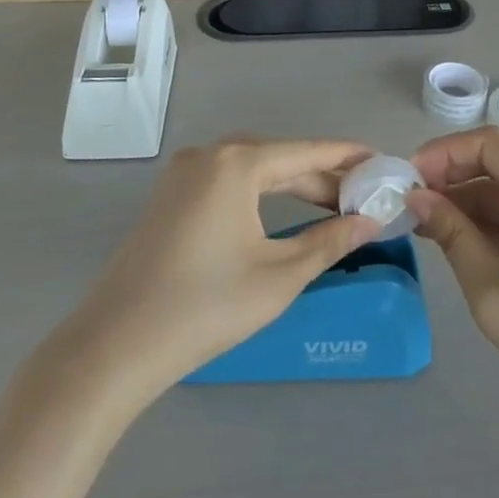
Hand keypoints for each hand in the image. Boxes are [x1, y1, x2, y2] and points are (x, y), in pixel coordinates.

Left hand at [61, 138, 378, 399]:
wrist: (115, 346)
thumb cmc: (205, 307)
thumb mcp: (279, 276)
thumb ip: (330, 241)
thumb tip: (371, 221)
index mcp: (236, 163)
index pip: (307, 151)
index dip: (348, 156)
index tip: (383, 161)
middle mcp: (209, 154)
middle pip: (280, 158)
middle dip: (323, 176)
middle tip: (364, 195)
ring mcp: (184, 174)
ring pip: (253, 170)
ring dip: (292, 186)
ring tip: (333, 206)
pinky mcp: (171, 196)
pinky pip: (229, 182)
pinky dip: (262, 194)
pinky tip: (283, 213)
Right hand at [408, 128, 498, 441]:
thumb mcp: (491, 289)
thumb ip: (452, 233)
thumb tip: (418, 197)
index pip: (489, 143)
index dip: (444, 152)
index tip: (410, 179)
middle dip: (453, 178)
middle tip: (413, 206)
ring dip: (469, 204)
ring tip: (428, 229)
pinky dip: (493, 224)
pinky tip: (464, 245)